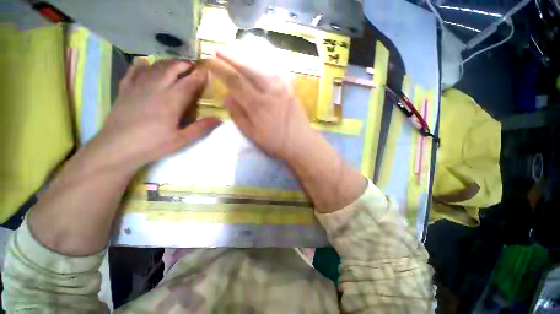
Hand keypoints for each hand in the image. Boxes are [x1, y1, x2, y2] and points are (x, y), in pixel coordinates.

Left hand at [89, 59, 220, 172]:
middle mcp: (155, 88)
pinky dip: (142, 65)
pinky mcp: (125, 89)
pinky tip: (146, 64)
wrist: (117, 148)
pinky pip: (134, 70)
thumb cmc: (153, 145)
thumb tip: (219, 119)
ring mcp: (138, 86)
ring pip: (155, 66)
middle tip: (192, 65)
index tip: (208, 71)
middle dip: (183, 64)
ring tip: (175, 65)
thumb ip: (201, 128)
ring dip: (167, 63)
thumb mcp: (182, 140)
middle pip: (171, 69)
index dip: (200, 76)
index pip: (189, 83)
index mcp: (171, 101)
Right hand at [203, 51, 315, 160]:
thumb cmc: (275, 141)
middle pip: (247, 67)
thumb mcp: (252, 134)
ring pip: (261, 64)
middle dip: (230, 56)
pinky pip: (274, 68)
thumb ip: (238, 114)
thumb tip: (227, 96)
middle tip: (218, 50)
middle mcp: (270, 90)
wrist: (300, 141)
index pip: (235, 80)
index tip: (209, 61)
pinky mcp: (290, 86)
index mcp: (258, 105)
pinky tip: (256, 59)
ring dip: (245, 55)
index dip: (220, 69)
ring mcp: (283, 86)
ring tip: (233, 50)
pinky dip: (263, 61)